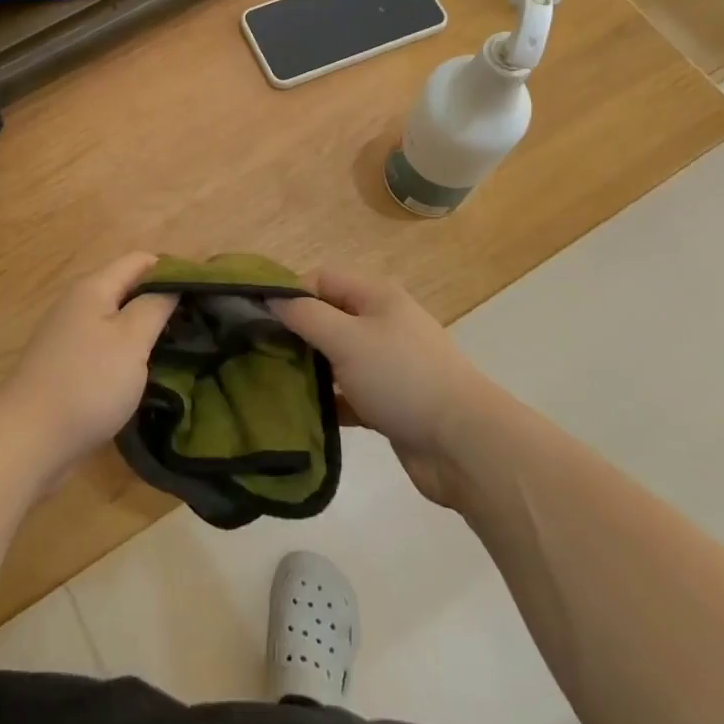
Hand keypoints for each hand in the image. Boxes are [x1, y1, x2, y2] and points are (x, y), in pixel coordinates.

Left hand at [1, 252, 175, 488]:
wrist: (29, 439)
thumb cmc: (88, 382)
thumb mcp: (131, 340)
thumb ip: (155, 306)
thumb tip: (173, 285)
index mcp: (93, 288)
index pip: (140, 260)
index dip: (173, 269)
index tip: (203, 292)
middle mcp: (78, 304)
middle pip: (128, 288)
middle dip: (161, 300)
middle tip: (198, 322)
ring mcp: (69, 336)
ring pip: (117, 320)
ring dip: (145, 329)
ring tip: (179, 347)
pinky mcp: (66, 366)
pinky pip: (105, 347)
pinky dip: (127, 352)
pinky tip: (145, 372)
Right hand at [274, 267, 494, 506]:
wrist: (464, 445)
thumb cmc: (402, 377)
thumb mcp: (346, 339)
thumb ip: (304, 315)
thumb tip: (269, 295)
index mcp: (375, 297)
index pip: (322, 278)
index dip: (291, 293)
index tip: (261, 321)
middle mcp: (382, 324)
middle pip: (327, 317)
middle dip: (296, 332)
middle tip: (259, 354)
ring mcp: (387, 365)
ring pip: (336, 357)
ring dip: (309, 369)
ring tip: (271, 384)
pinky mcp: (389, 403)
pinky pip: (348, 393)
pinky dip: (328, 400)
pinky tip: (302, 415)